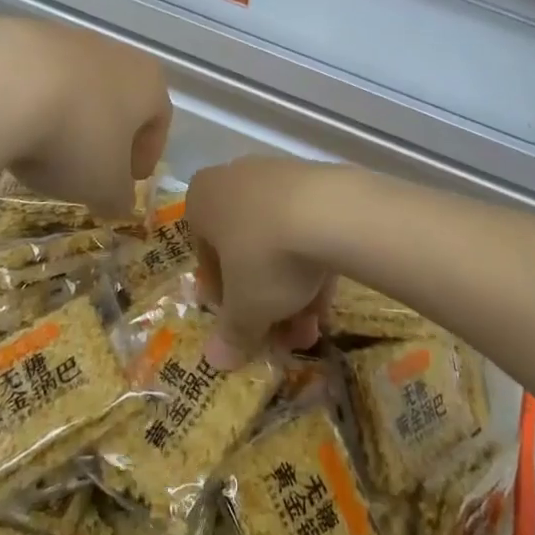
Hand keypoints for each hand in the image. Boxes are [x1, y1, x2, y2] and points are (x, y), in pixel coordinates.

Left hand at [0, 18, 171, 217]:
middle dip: (106, 134)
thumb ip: (117, 198)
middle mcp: (115, 53)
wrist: (2, 83)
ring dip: (67, 116)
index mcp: (148, 83)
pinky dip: (30, 102)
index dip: (147, 154)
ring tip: (42, 150)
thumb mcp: (103, 186)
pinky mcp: (22, 35)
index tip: (130, 180)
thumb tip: (119, 204)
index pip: (159, 120)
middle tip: (89, 168)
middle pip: (118, 98)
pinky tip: (11, 126)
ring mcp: (67, 39)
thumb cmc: (76, 137)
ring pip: (76, 85)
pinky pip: (35, 77)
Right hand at [186, 157, 339, 367]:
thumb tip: (216, 360)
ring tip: (313, 328)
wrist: (331, 212)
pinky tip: (329, 300)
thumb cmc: (266, 256)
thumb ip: (231, 333)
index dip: (224, 299)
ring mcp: (278, 174)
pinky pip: (306, 226)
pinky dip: (313, 262)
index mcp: (202, 199)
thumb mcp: (245, 307)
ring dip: (292, 289)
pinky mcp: (317, 178)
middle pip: (244, 250)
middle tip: (282, 337)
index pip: (205, 256)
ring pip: (277, 240)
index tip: (243, 326)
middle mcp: (234, 178)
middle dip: (263, 299)